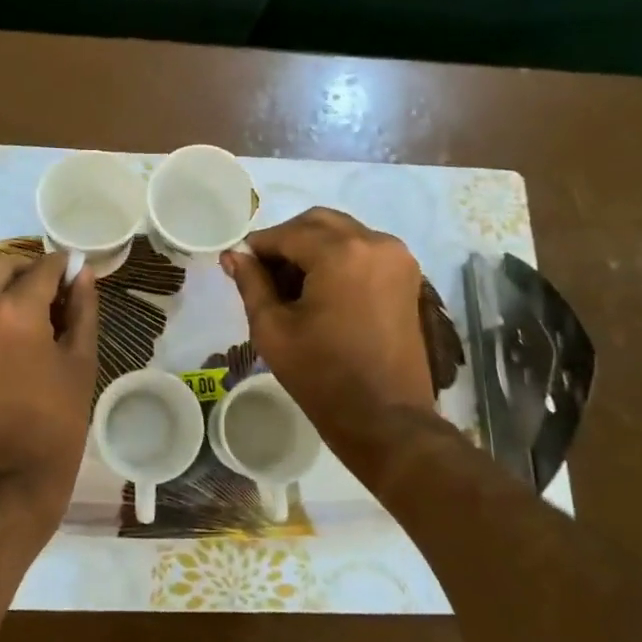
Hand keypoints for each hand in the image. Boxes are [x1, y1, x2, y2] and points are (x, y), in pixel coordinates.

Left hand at [0, 249, 98, 547]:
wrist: (4, 485)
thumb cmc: (54, 425)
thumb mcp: (80, 363)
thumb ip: (82, 309)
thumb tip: (81, 273)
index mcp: (12, 311)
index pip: (43, 268)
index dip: (64, 268)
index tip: (77, 276)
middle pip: (2, 267)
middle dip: (29, 272)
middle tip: (55, 295)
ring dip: (7, 291)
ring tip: (37, 323)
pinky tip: (14, 342)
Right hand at [222, 208, 435, 454]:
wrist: (386, 418)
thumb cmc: (322, 375)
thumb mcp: (273, 329)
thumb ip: (251, 283)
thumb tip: (234, 255)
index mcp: (341, 252)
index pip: (287, 233)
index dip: (258, 246)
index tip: (239, 263)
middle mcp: (375, 242)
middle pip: (318, 223)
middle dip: (287, 240)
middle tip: (265, 273)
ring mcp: (397, 258)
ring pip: (343, 233)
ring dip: (314, 247)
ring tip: (293, 286)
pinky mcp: (407, 276)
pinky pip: (364, 250)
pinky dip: (339, 258)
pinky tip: (322, 290)